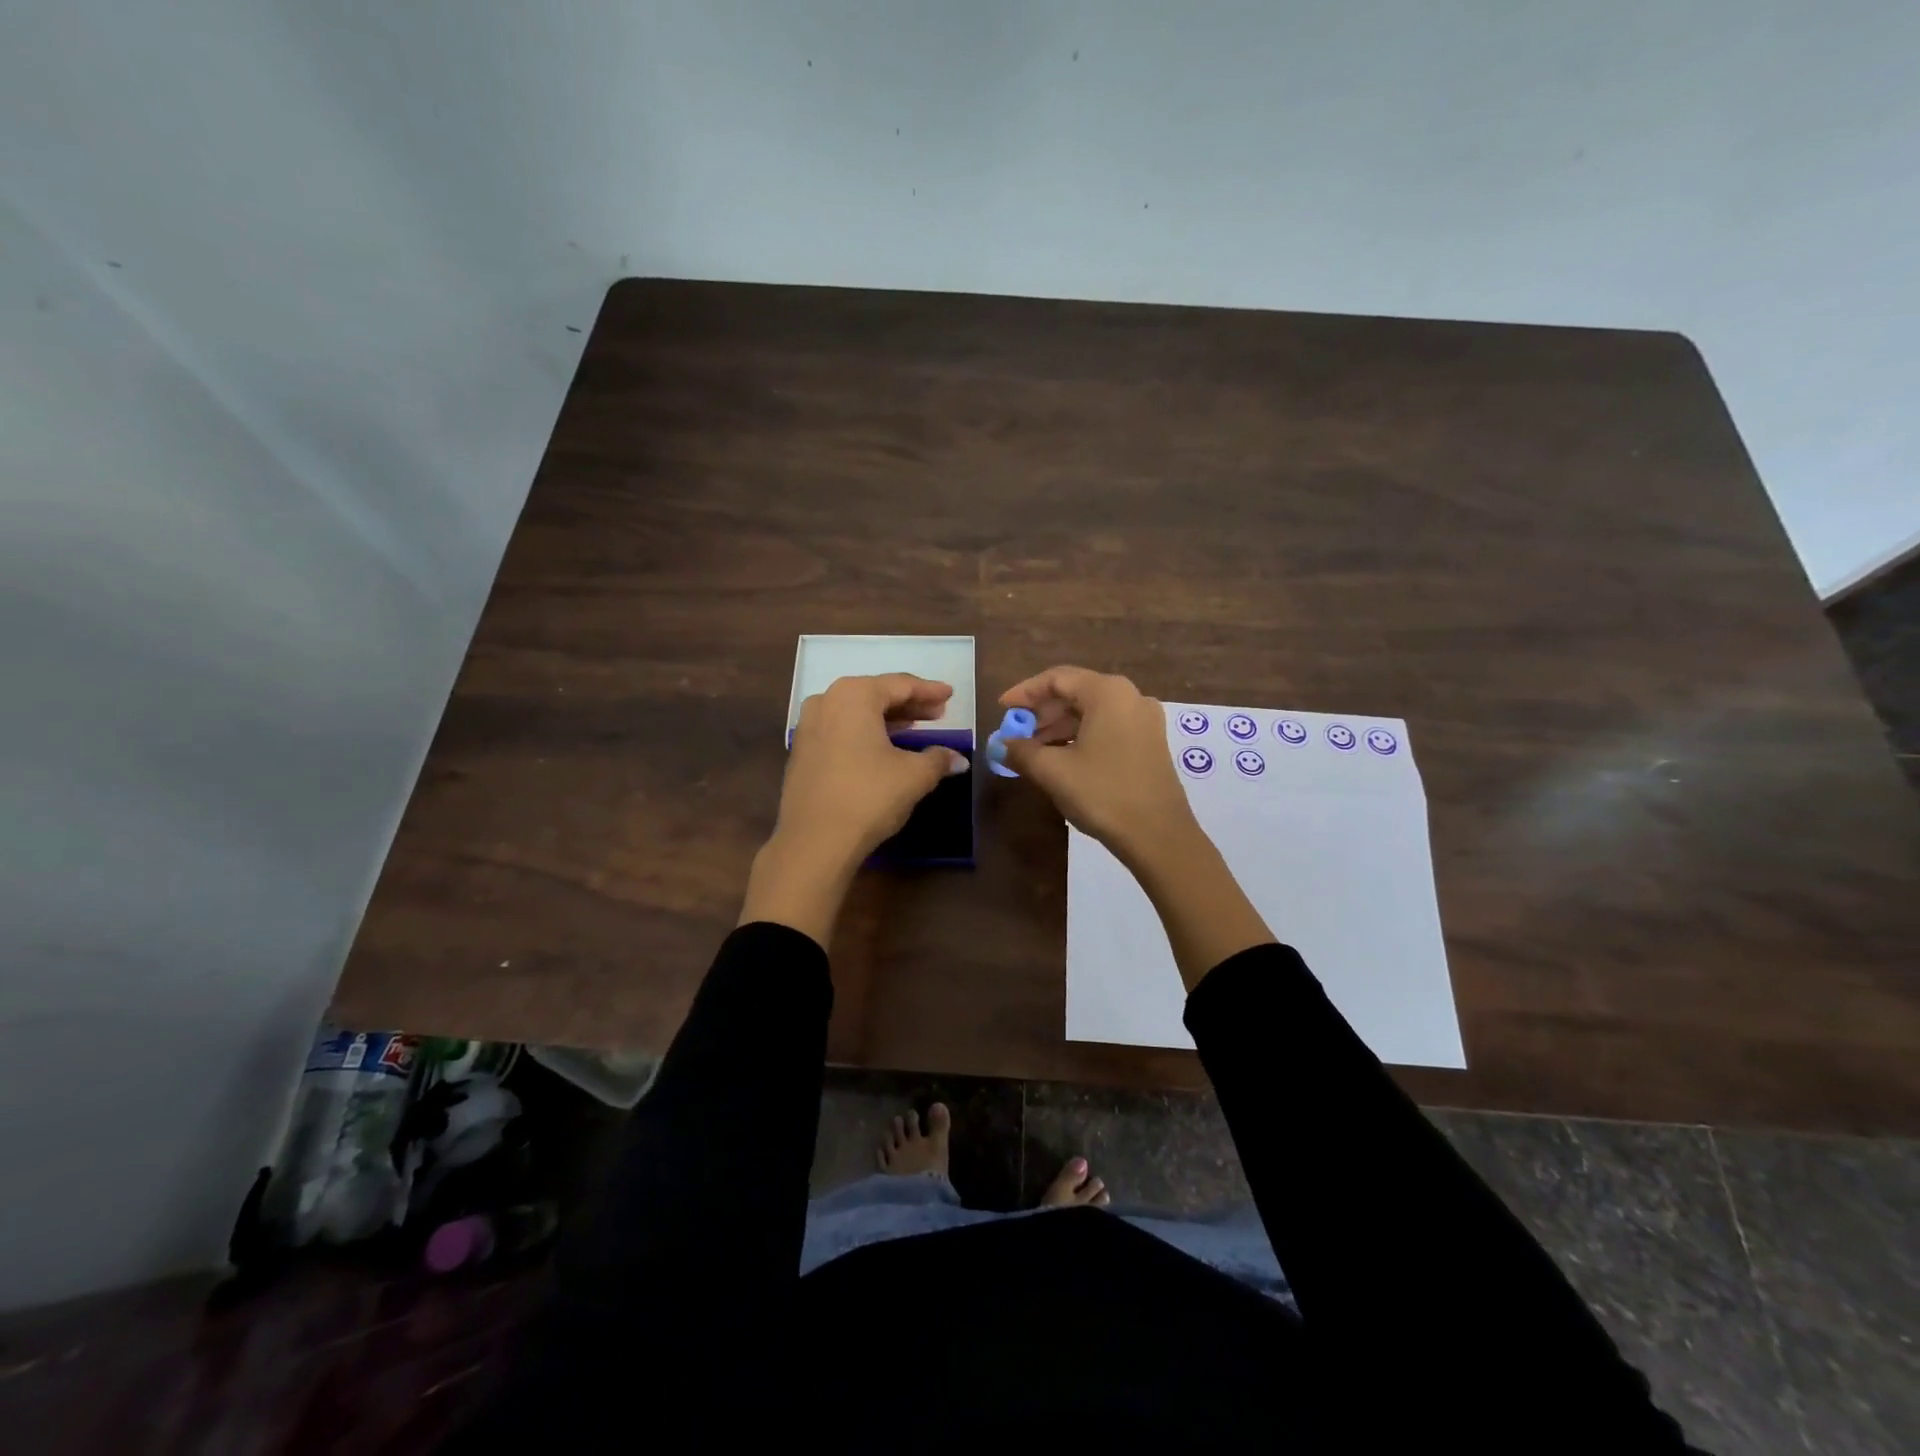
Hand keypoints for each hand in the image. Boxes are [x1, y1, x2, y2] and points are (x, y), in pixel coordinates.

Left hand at [777, 673, 968, 860]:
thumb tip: (957, 759)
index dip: (929, 691)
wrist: (814, 840)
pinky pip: (841, 731)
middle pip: (876, 696)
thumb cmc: (869, 795)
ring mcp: (809, 727)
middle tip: (937, 714)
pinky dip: (866, 734)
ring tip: (914, 728)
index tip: (950, 695)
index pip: (900, 685)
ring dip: (887, 720)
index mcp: (854, 695)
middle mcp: (827, 701)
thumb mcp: (914, 776)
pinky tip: (883, 748)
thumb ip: (938, 759)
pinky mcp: (802, 753)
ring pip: (856, 714)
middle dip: (908, 704)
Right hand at [999, 665, 1274, 984]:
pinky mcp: (1150, 743)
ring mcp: (1144, 720)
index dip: (1025, 692)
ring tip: (1033, 752)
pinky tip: (1062, 759)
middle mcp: (1130, 696)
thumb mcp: (1053, 771)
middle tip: (1016, 734)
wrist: (1158, 836)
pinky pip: (1108, 727)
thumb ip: (1021, 751)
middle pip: (1076, 692)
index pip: (1057, 678)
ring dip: (1059, 727)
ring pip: (1092, 712)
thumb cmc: (1103, 794)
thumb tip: (999, 745)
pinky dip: (1081, 737)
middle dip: (1041, 712)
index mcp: (1107, 692)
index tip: (1002, 709)